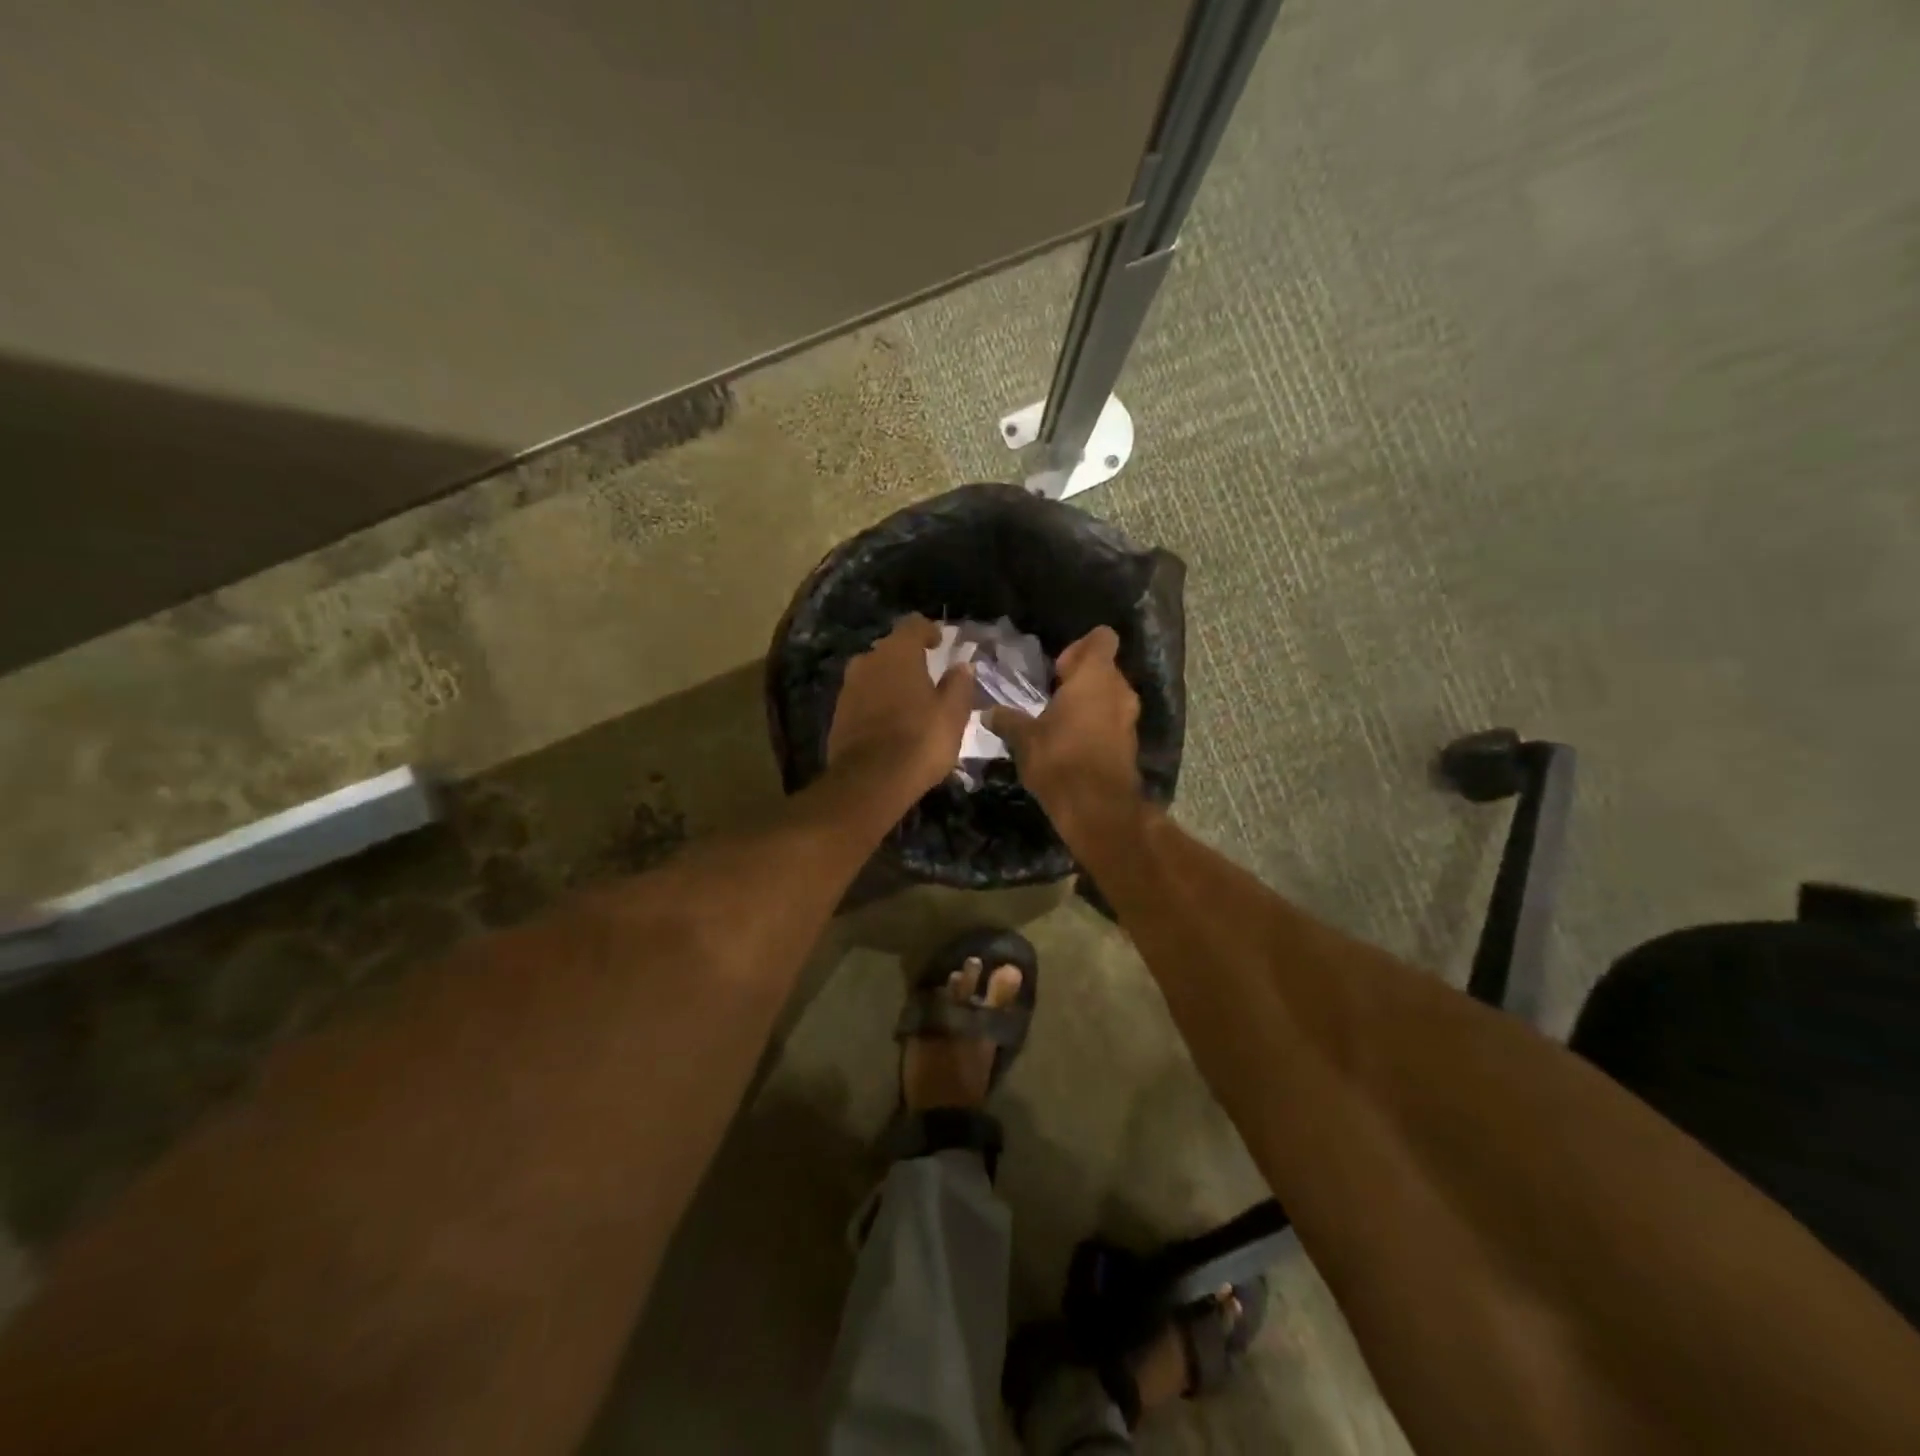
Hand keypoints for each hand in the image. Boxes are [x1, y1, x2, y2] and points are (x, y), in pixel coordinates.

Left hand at [828, 614, 974, 799]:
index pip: (912, 625)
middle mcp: (867, 661)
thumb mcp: (953, 714)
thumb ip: (959, 685)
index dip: (928, 631)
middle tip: (927, 675)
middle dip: (907, 658)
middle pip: (890, 649)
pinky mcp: (838, 714)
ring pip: (873, 674)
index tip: (940, 643)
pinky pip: (862, 698)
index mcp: (897, 653)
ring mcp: (848, 688)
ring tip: (909, 700)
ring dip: (890, 681)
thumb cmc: (920, 741)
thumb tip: (962, 666)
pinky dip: (876, 702)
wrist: (870, 782)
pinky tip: (890, 721)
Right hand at [987, 626, 1140, 826]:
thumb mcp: (1024, 738)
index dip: (1080, 647)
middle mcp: (1119, 691)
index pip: (1102, 638)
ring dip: (1089, 703)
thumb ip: (1008, 720)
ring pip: (1110, 697)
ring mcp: (1128, 719)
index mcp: (1095, 676)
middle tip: (1052, 694)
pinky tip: (1071, 744)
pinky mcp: (1129, 745)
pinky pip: (1112, 722)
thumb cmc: (1060, 759)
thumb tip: (988, 712)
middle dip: (1080, 677)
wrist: (1097, 807)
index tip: (1058, 668)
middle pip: (1105, 668)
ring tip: (1059, 720)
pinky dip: (1096, 726)